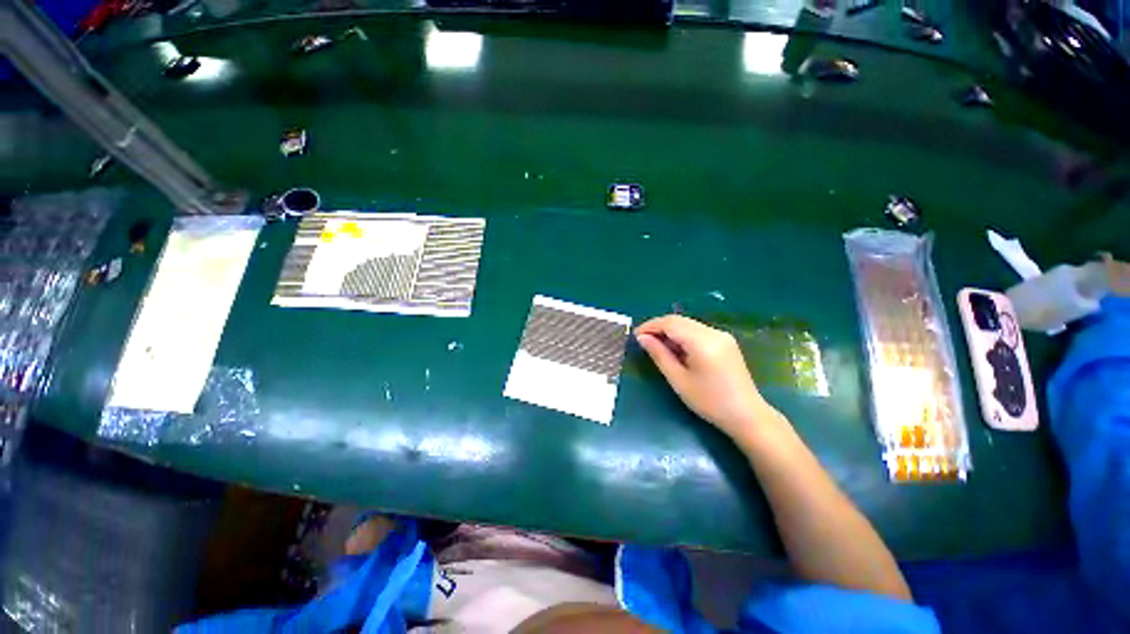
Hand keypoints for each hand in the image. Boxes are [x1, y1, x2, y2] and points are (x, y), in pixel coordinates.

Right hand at [635, 315, 774, 438]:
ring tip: (656, 345)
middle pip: (680, 320)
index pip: (671, 323)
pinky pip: (697, 331)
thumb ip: (659, 355)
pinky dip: (682, 335)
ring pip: (688, 324)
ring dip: (670, 331)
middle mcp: (713, 332)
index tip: (635, 335)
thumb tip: (642, 338)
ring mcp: (722, 335)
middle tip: (643, 340)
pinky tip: (675, 349)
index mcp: (703, 342)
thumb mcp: (678, 380)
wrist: (747, 415)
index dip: (650, 326)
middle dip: (659, 327)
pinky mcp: (725, 341)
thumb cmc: (709, 402)